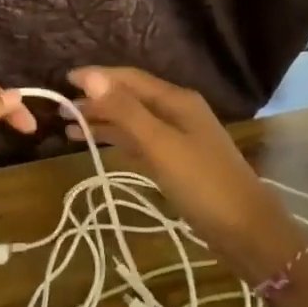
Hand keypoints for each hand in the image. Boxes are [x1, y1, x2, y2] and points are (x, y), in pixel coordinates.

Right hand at [64, 66, 295, 268]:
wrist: (246, 231)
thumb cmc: (203, 184)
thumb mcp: (160, 144)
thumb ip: (125, 110)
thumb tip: (90, 76)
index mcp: (176, 100)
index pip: (129, 79)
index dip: (97, 77)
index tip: (64, 79)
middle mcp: (177, 112)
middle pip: (130, 98)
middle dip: (96, 101)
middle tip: (60, 109)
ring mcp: (178, 138)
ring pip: (132, 121)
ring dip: (103, 121)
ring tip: (69, 128)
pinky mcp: (176, 162)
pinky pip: (140, 142)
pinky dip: (117, 140)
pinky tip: (98, 145)